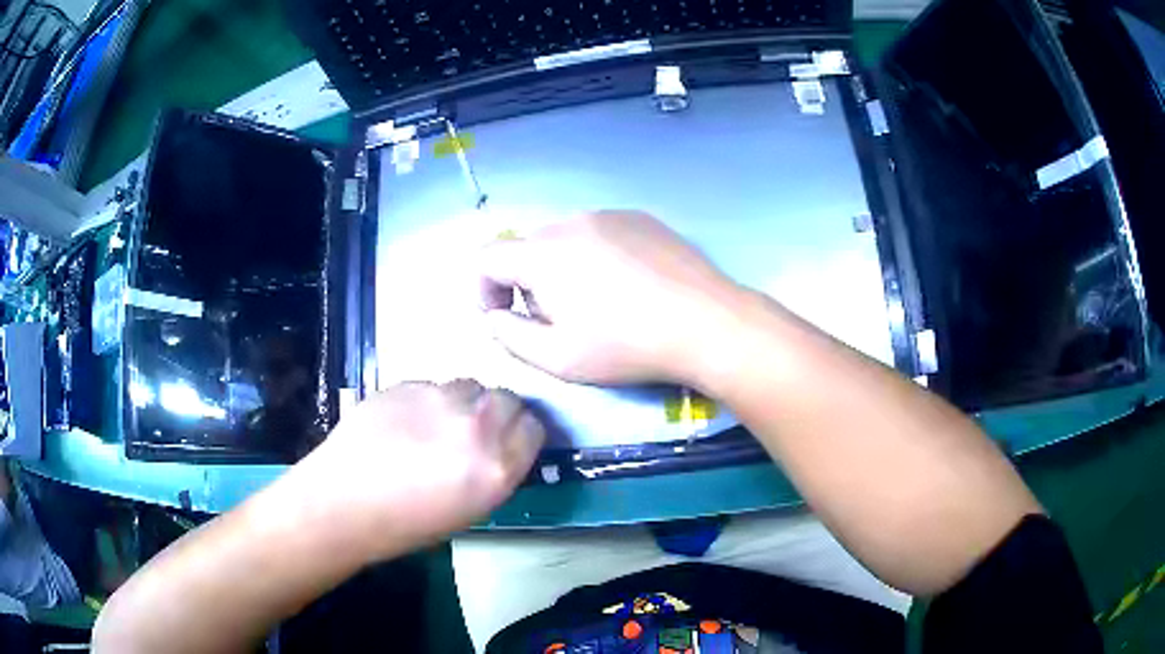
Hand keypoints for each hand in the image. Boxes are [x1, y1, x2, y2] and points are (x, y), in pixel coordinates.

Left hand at [295, 380, 543, 557]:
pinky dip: (430, 400)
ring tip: (436, 425)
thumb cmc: (405, 525)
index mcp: (497, 467)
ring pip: (471, 386)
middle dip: (498, 413)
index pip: (534, 428)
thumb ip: (494, 472)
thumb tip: (501, 449)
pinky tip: (406, 422)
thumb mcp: (469, 511)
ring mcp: (441, 399)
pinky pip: (435, 386)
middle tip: (474, 432)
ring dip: (464, 403)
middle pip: (508, 399)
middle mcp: (477, 426)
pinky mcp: (409, 383)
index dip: (522, 435)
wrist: (343, 502)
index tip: (510, 442)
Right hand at [479, 211, 739, 384]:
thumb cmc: (627, 345)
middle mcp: (570, 222)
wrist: (706, 322)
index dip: (483, 289)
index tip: (504, 317)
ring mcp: (609, 214)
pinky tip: (625, 284)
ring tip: (594, 302)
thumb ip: (509, 335)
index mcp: (542, 253)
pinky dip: (594, 254)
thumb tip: (494, 316)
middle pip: (525, 246)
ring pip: (563, 237)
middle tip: (553, 318)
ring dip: (560, 266)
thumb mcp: (558, 358)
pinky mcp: (640, 217)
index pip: (486, 257)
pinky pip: (599, 231)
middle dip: (524, 281)